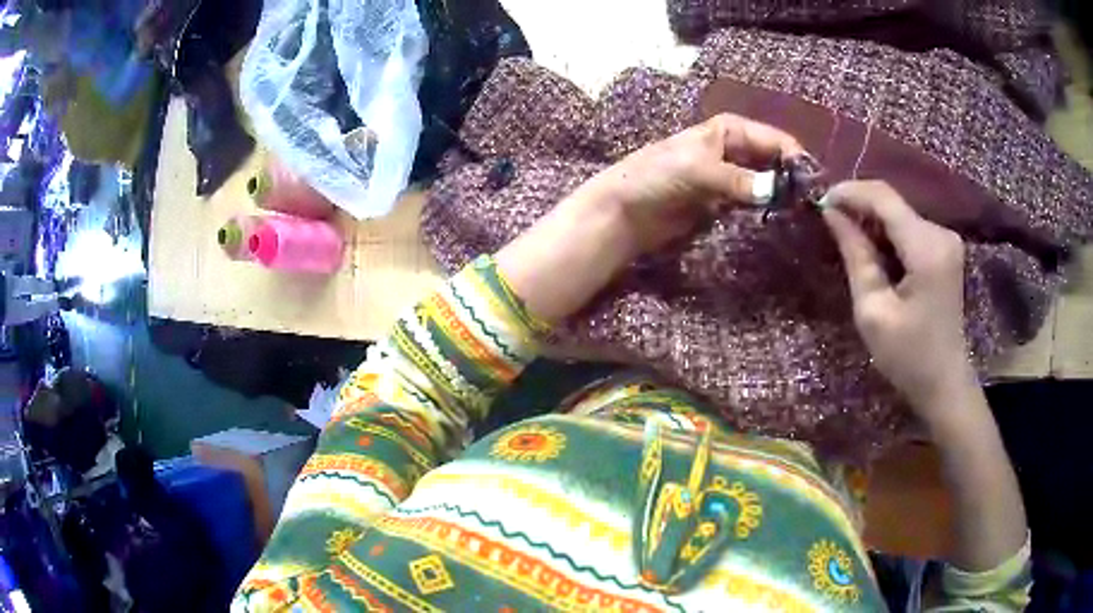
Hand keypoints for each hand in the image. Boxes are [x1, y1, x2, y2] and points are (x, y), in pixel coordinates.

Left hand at [575, 113, 804, 253]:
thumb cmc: (655, 177)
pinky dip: (768, 207)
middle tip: (812, 202)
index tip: (812, 183)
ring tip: (803, 212)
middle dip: (792, 176)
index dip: (794, 157)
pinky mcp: (725, 201)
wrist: (625, 212)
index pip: (773, 139)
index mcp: (728, 130)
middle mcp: (734, 148)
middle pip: (774, 159)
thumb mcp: (697, 170)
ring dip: (783, 193)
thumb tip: (775, 190)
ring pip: (767, 180)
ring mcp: (731, 175)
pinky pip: (754, 200)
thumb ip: (738, 179)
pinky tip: (782, 217)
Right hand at [821, 181, 973, 419]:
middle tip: (829, 224)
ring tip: (847, 240)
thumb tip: (832, 213)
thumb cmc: (908, 356)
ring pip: (899, 213)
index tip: (820, 202)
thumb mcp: (873, 311)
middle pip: (892, 203)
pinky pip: (909, 228)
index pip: (884, 197)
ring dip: (871, 222)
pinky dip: (887, 234)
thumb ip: (855, 255)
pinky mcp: (944, 249)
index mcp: (926, 248)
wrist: (944, 383)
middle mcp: (940, 233)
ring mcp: (946, 240)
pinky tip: (873, 253)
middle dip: (859, 207)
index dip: (849, 192)